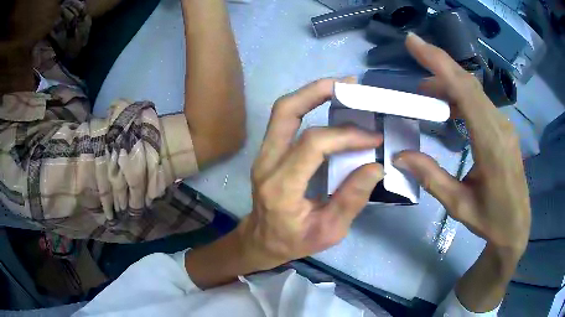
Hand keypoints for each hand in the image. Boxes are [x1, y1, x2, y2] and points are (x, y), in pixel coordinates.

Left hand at [237, 79, 383, 270]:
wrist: (261, 240)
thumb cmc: (294, 241)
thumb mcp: (329, 231)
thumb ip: (351, 199)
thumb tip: (375, 166)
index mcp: (281, 187)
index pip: (313, 145)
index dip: (346, 135)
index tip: (373, 136)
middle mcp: (267, 163)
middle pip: (286, 111)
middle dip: (318, 90)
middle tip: (350, 84)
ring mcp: (263, 153)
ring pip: (283, 110)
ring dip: (312, 92)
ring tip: (342, 87)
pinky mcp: (267, 150)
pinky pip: (285, 119)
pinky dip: (307, 104)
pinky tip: (329, 103)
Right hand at [395, 33, 530, 253]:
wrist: (516, 226)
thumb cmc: (490, 220)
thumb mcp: (459, 205)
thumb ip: (432, 178)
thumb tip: (400, 155)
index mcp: (491, 145)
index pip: (465, 92)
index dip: (439, 63)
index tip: (414, 43)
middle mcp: (500, 127)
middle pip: (468, 83)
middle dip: (439, 64)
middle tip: (412, 54)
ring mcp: (504, 126)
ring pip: (474, 91)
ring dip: (448, 84)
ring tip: (425, 95)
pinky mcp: (503, 129)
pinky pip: (480, 103)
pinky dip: (460, 96)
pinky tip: (448, 108)